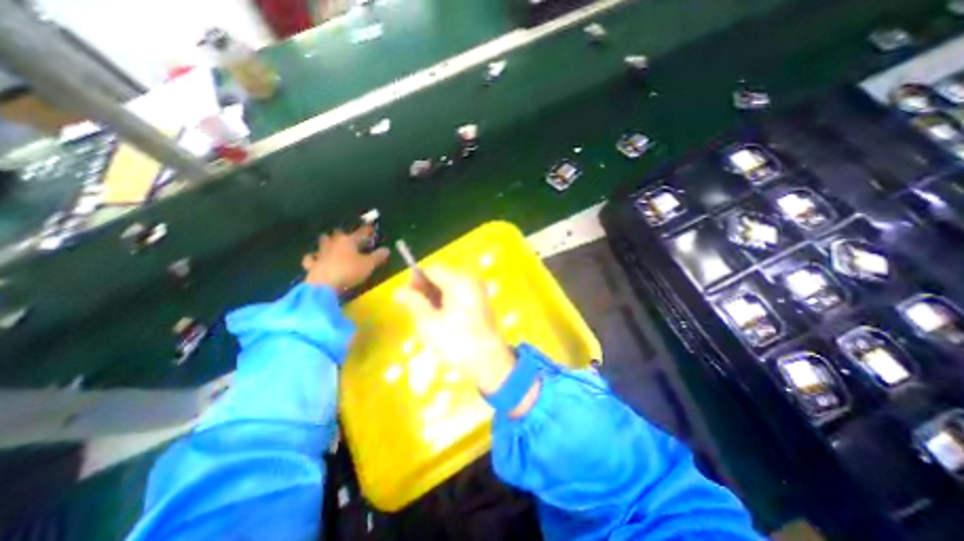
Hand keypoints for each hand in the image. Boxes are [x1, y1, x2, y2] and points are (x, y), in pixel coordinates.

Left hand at [302, 223, 388, 291]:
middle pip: (338, 234)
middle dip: (344, 234)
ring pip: (323, 242)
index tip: (372, 228)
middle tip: (350, 237)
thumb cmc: (349, 271)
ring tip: (331, 242)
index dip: (367, 230)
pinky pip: (311, 257)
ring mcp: (321, 253)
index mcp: (348, 241)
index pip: (360, 232)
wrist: (324, 285)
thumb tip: (386, 249)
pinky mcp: (312, 264)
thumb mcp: (369, 264)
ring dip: (327, 241)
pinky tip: (315, 258)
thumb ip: (378, 256)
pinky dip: (313, 257)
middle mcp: (334, 243)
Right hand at [397, 266, 514, 392]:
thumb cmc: (456, 341)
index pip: (432, 270)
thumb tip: (399, 290)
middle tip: (413, 310)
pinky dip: (445, 304)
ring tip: (425, 318)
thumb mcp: (428, 322)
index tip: (404, 297)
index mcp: (459, 280)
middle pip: (441, 277)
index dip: (415, 280)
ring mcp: (477, 292)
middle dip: (425, 290)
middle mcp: (471, 281)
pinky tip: (439, 320)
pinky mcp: (480, 304)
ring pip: (449, 288)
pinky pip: (458, 296)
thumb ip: (413, 302)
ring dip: (434, 298)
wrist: (489, 363)